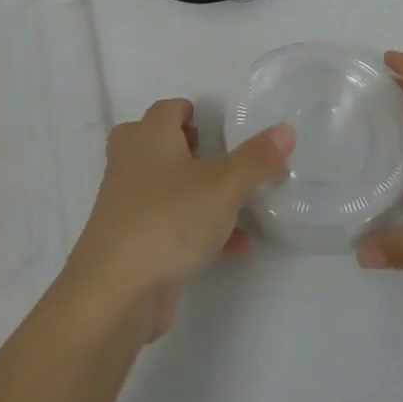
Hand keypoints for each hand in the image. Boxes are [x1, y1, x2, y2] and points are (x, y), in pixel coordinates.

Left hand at [63, 99, 292, 340]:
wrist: (116, 292)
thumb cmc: (169, 220)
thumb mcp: (223, 186)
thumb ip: (256, 159)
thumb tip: (286, 130)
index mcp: (148, 137)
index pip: (168, 109)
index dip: (192, 113)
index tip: (220, 129)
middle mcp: (131, 164)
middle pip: (159, 144)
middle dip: (190, 151)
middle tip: (221, 161)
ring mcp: (127, 205)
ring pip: (166, 188)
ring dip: (200, 194)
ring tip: (239, 205)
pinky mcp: (132, 243)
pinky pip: (170, 225)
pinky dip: (198, 229)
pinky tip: (233, 247)